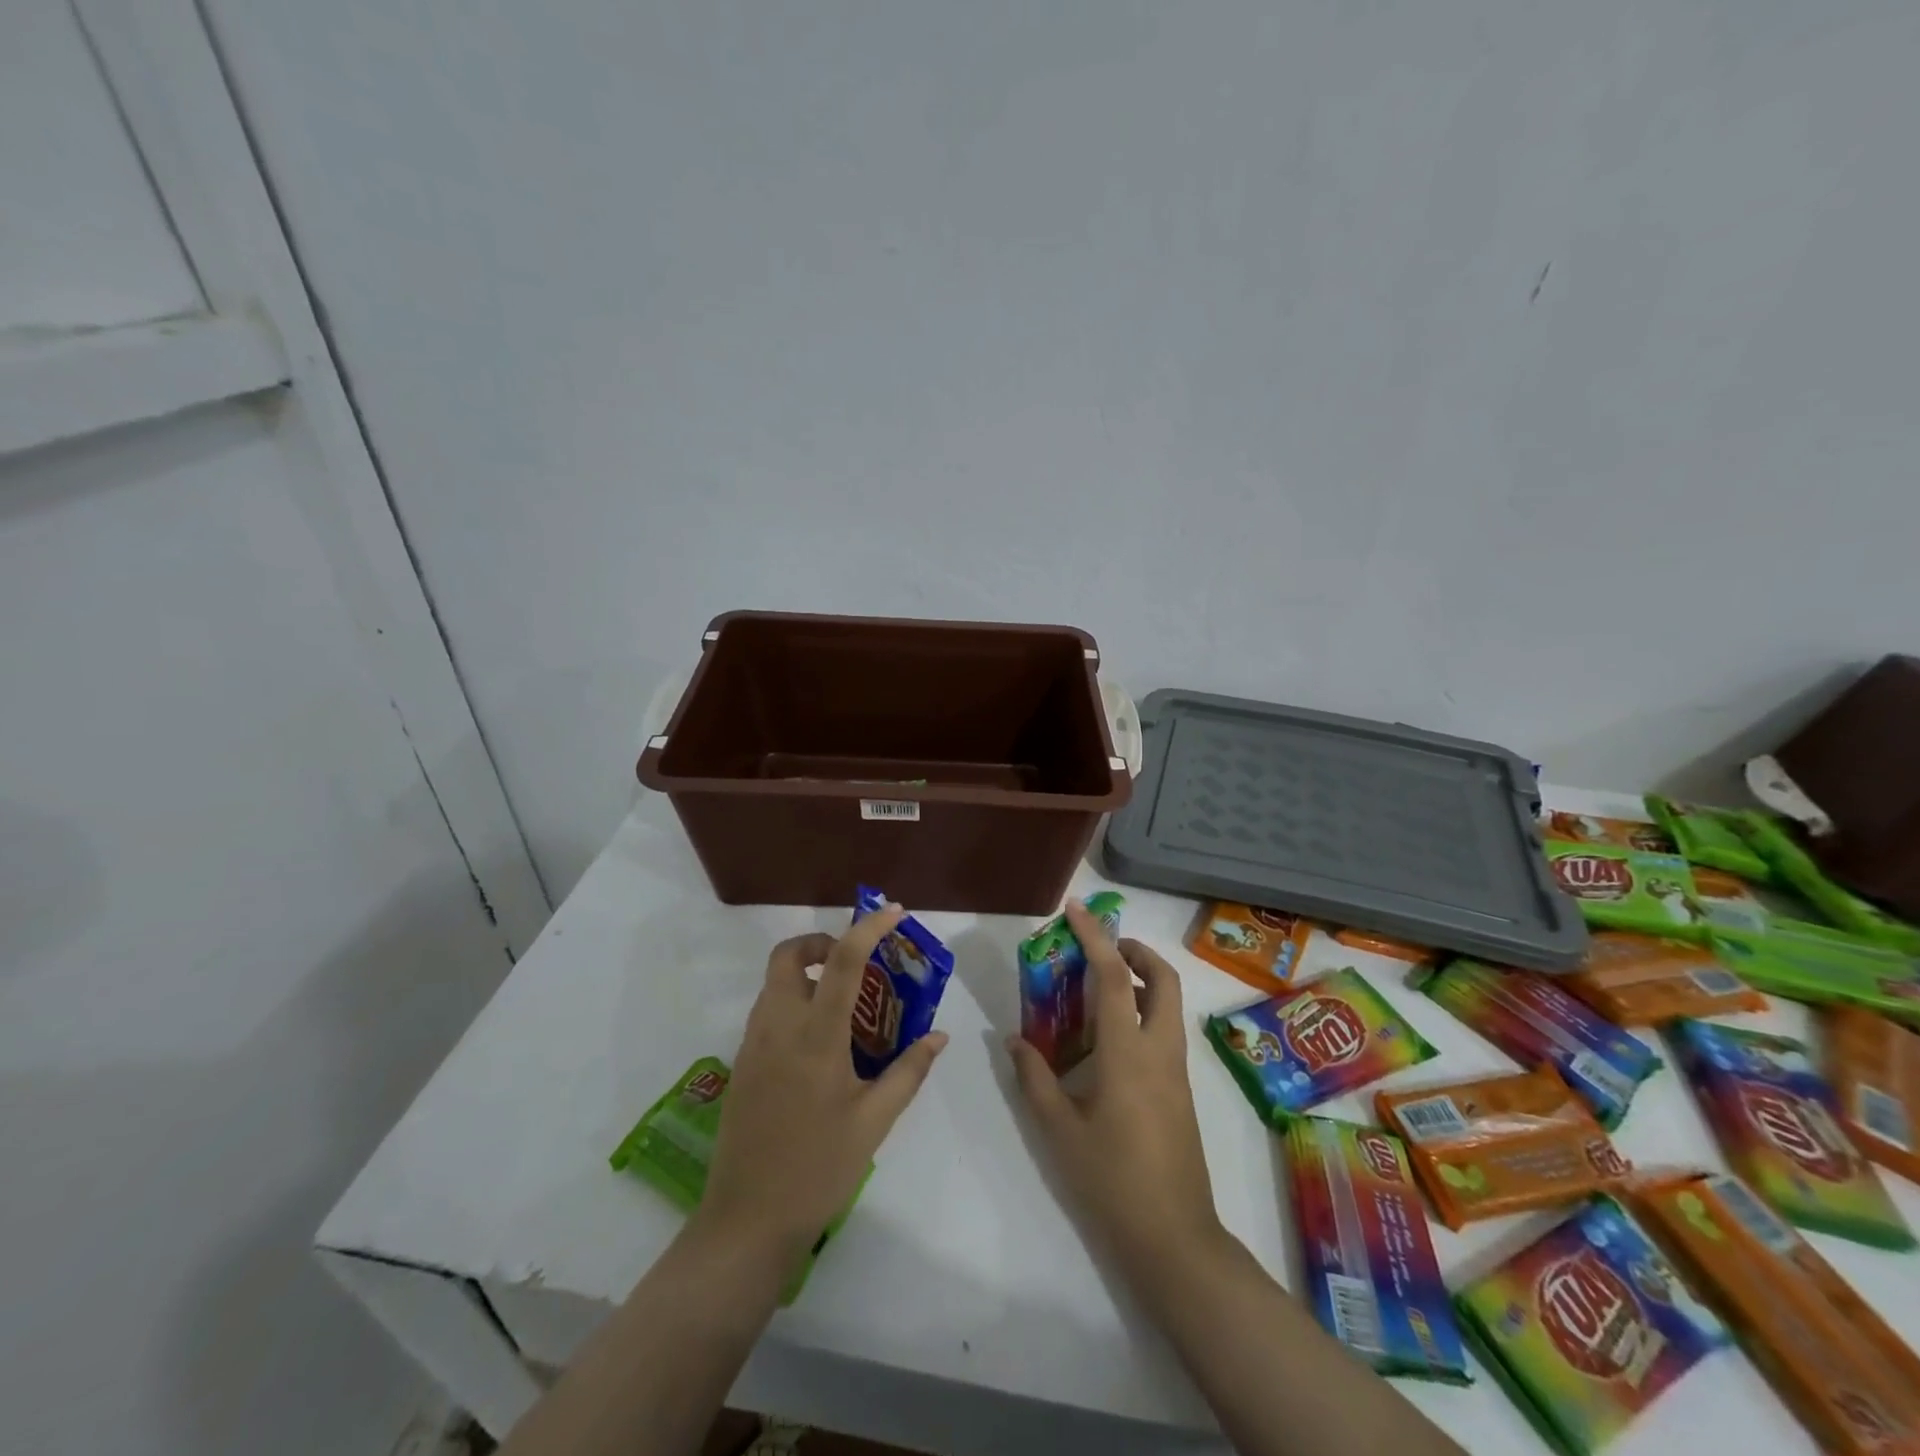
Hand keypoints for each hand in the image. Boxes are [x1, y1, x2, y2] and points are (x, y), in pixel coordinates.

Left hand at [697, 905, 948, 1268]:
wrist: (746, 1221)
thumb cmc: (818, 1168)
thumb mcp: (874, 1121)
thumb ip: (909, 1071)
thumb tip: (938, 1036)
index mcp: (815, 1035)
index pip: (842, 959)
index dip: (869, 927)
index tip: (894, 912)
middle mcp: (778, 1026)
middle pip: (788, 954)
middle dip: (820, 942)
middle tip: (854, 961)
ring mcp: (753, 1044)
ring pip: (774, 982)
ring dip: (806, 972)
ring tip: (844, 1002)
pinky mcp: (741, 1064)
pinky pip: (767, 1011)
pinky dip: (793, 1001)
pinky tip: (820, 1041)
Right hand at [1007, 900, 1224, 1286]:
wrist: (1174, 1239)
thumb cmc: (1111, 1181)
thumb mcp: (1059, 1129)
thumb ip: (1034, 1078)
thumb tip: (1014, 1039)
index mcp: (1129, 1053)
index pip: (1113, 977)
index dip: (1095, 937)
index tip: (1076, 909)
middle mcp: (1160, 1051)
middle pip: (1164, 979)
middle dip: (1136, 951)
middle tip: (1100, 949)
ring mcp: (1177, 1071)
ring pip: (1169, 1004)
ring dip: (1141, 980)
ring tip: (1095, 990)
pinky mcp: (1181, 1091)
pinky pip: (1164, 1031)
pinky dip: (1142, 1012)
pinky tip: (1106, 1039)